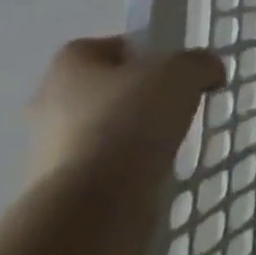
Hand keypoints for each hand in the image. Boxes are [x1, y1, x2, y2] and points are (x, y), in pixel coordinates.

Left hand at [25, 37, 224, 187]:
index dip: (136, 51)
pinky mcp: (59, 196)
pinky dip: (126, 171)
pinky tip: (154, 173)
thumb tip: (208, 73)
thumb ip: (200, 63)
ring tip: (169, 141)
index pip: (101, 47)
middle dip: (132, 97)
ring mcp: (47, 156)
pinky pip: (101, 170)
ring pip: (99, 133)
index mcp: (68, 68)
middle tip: (171, 102)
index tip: (167, 66)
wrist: (93, 207)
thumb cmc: (131, 119)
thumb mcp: (185, 71)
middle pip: (99, 91)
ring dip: (129, 136)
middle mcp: (48, 107)